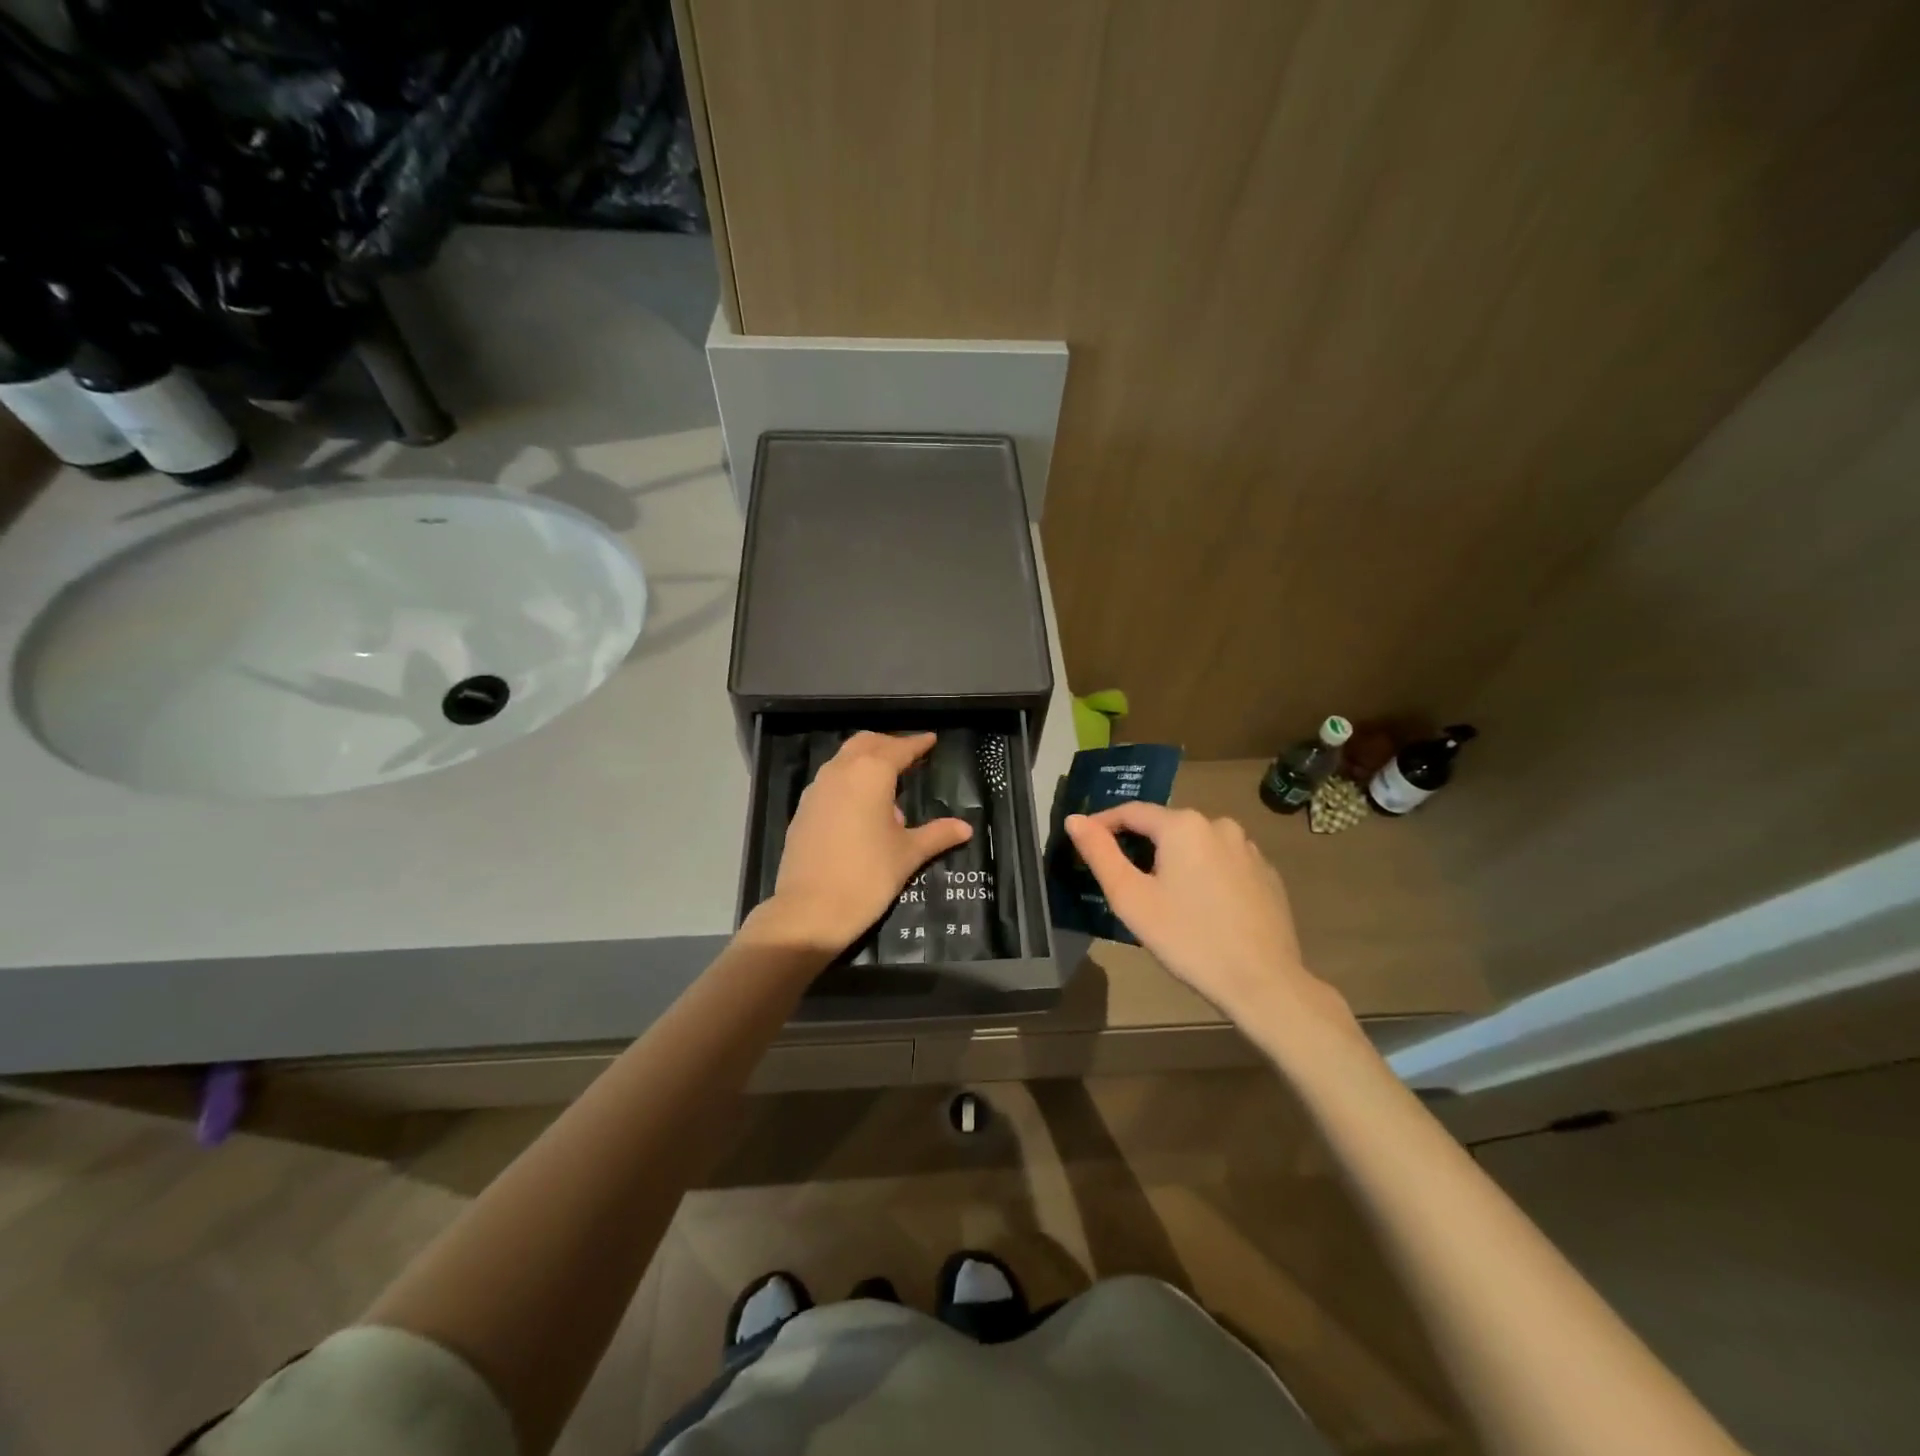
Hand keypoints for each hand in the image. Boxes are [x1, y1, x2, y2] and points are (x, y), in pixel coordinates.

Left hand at [754, 732, 972, 953]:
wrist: (809, 910)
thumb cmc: (867, 876)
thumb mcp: (908, 854)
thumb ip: (937, 835)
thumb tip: (965, 828)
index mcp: (871, 773)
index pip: (899, 749)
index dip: (917, 744)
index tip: (931, 739)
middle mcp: (841, 771)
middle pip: (867, 744)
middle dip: (889, 745)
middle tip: (910, 756)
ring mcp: (817, 789)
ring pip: (844, 759)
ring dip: (866, 760)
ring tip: (888, 782)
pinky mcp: (803, 809)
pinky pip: (831, 780)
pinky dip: (849, 779)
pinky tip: (861, 806)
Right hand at [1065, 803, 1354, 1036]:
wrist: (1263, 982)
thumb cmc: (1188, 939)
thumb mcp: (1131, 898)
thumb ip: (1099, 853)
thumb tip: (1074, 819)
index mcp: (1183, 825)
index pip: (1132, 812)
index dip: (1103, 824)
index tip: (1085, 843)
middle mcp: (1219, 824)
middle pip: (1166, 827)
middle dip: (1141, 847)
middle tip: (1123, 881)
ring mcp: (1248, 848)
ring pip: (1196, 845)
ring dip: (1174, 861)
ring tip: (1162, 897)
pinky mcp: (1266, 874)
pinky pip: (1223, 863)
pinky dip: (1204, 875)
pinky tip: (1201, 908)